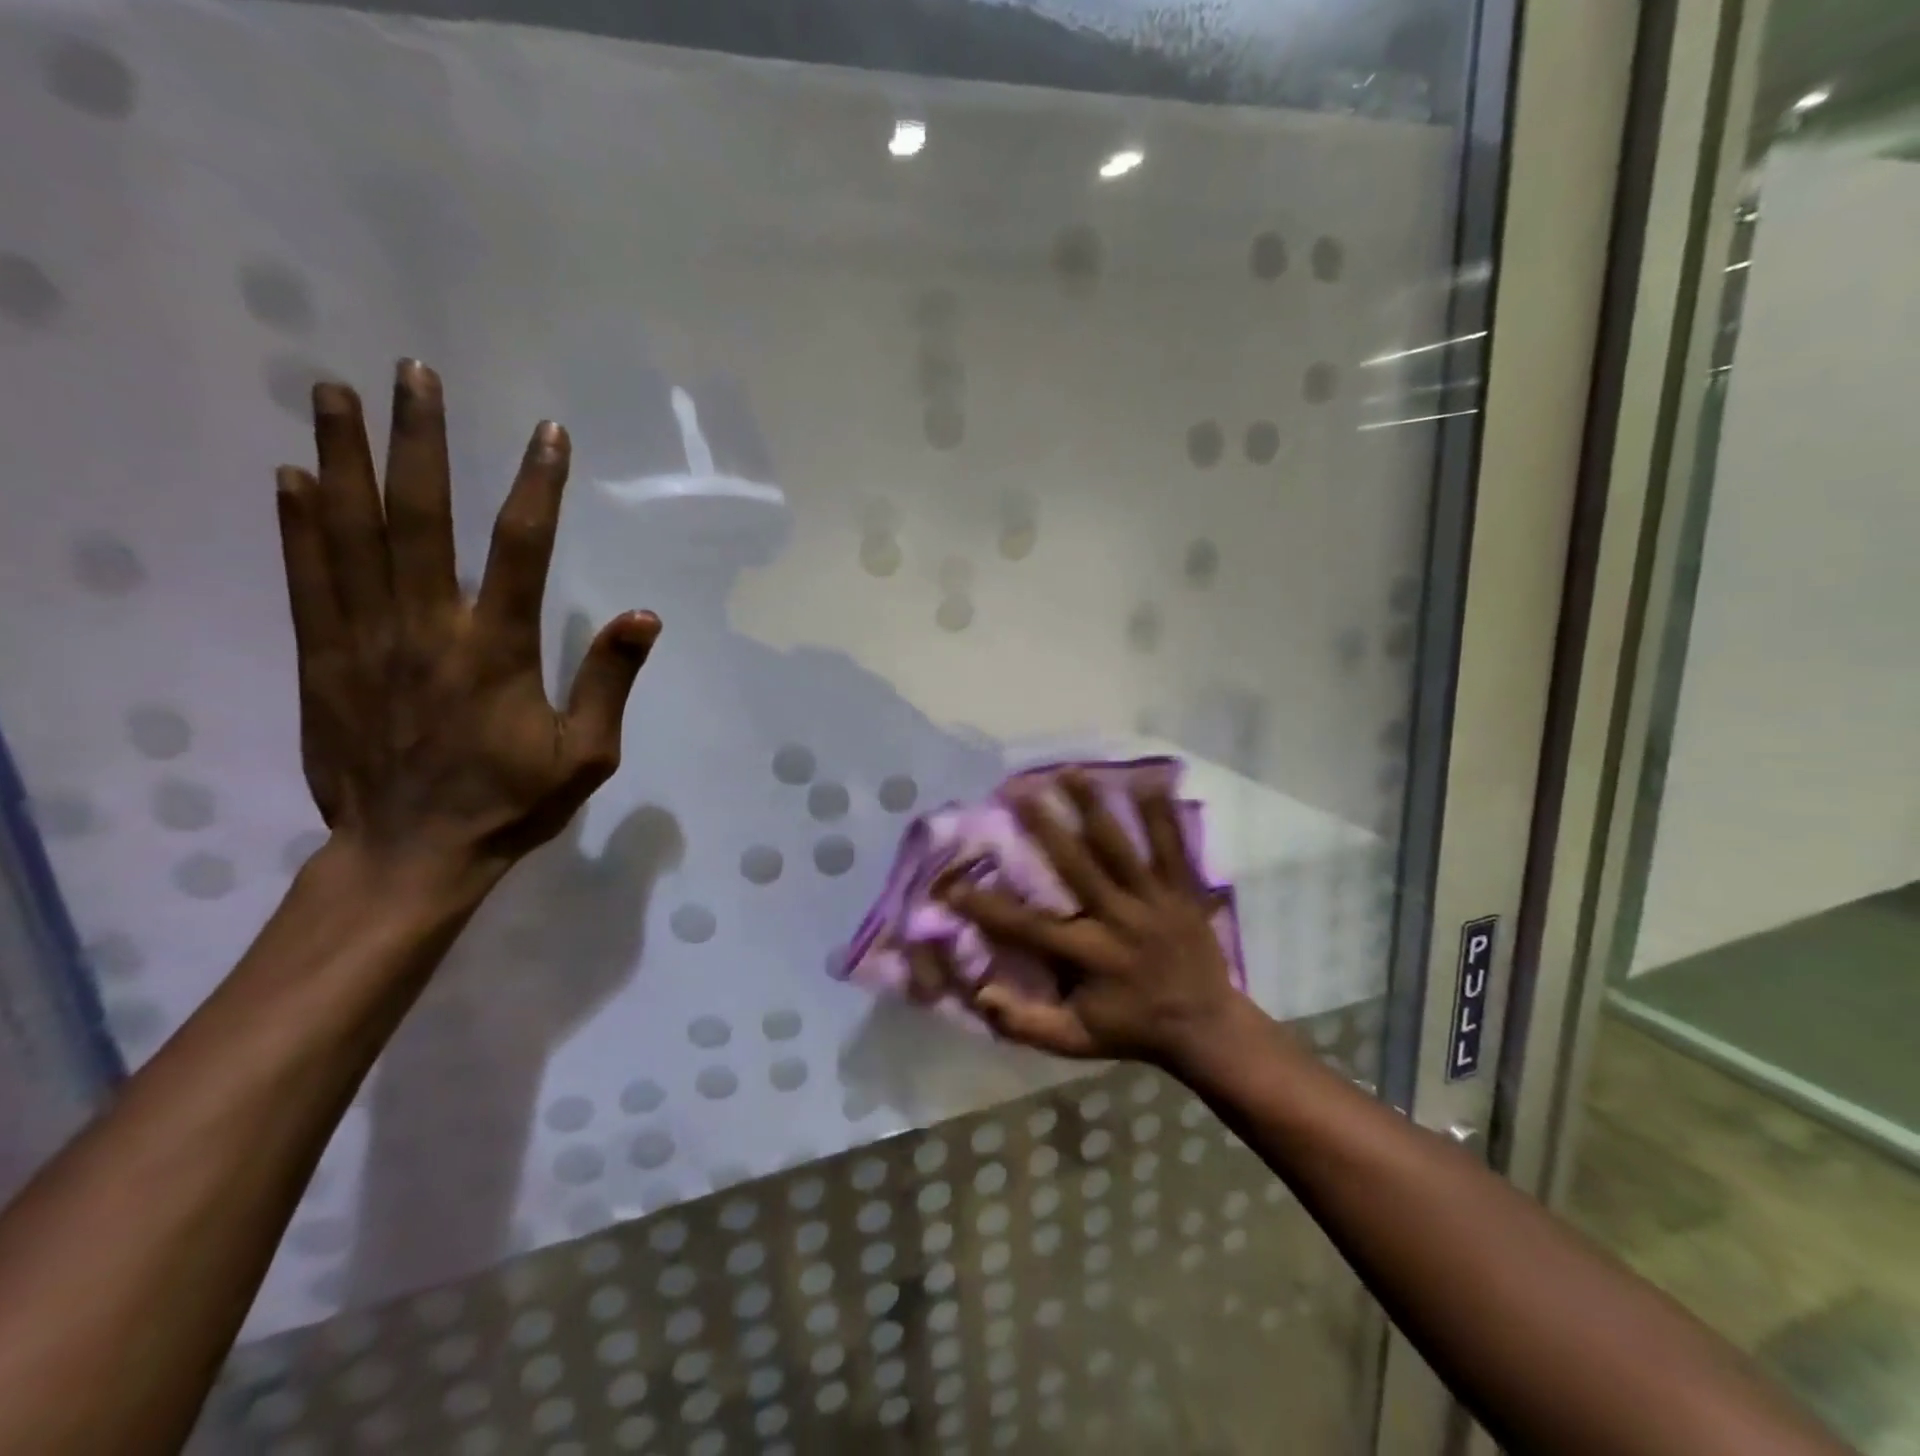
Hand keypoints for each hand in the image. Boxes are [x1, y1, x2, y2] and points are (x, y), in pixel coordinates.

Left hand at [275, 360, 658, 883]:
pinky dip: (298, 524)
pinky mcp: (323, 660)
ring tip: (333, 391)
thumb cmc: (512, 804)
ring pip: (351, 534)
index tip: (546, 433)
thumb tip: (645, 616)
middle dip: (418, 440)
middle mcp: (427, 630)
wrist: (412, 853)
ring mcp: (366, 640)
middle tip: (413, 373)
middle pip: (419, 518)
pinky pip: (308, 579)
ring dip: (342, 457)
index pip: (521, 550)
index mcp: (497, 652)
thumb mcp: (587, 754)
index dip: (536, 486)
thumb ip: (610, 681)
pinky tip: (292, 477)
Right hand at [932, 770, 1252, 1068]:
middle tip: (1017, 789)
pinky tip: (1152, 778)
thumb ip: (1026, 1023)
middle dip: (1045, 826)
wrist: (1206, 1028)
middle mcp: (1118, 919)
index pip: (1028, 927)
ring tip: (1070, 771)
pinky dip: (1162, 815)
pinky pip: (1173, 848)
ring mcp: (1154, 901)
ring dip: (1094, 807)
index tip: (951, 885)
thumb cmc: (1132, 1029)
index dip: (986, 907)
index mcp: (1089, 954)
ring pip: (1121, 847)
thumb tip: (981, 993)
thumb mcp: (1075, 1041)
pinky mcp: (1182, 892)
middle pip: (1077, 866)